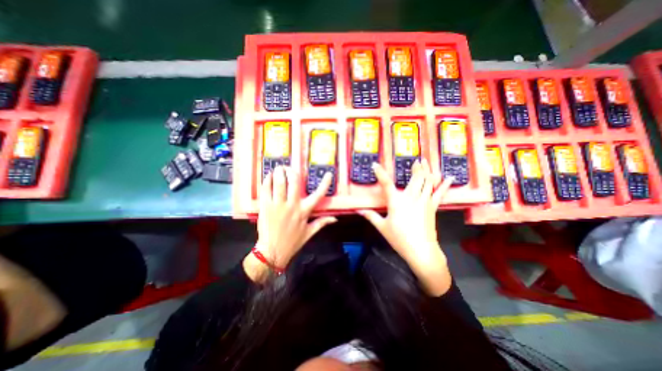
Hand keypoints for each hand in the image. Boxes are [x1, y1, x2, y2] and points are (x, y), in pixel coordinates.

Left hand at [242, 166, 336, 280]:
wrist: (272, 251)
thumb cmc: (292, 242)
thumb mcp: (309, 233)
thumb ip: (322, 223)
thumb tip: (335, 219)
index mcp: (304, 211)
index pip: (318, 195)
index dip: (325, 183)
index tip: (328, 174)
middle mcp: (292, 205)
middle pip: (294, 182)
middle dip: (292, 171)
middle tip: (289, 167)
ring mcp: (278, 205)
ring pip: (279, 183)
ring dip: (279, 172)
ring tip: (278, 168)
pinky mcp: (265, 206)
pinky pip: (266, 189)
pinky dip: (268, 180)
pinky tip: (269, 176)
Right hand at [358, 159, 455, 295]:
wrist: (421, 251)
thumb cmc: (399, 239)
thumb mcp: (382, 227)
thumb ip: (371, 216)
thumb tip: (358, 210)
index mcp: (396, 202)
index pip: (386, 183)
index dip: (380, 173)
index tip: (375, 165)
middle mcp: (411, 197)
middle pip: (416, 178)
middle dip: (416, 167)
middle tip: (416, 160)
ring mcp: (424, 201)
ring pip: (428, 181)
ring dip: (427, 170)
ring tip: (427, 161)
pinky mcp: (433, 207)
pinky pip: (439, 192)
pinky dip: (444, 184)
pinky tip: (450, 176)